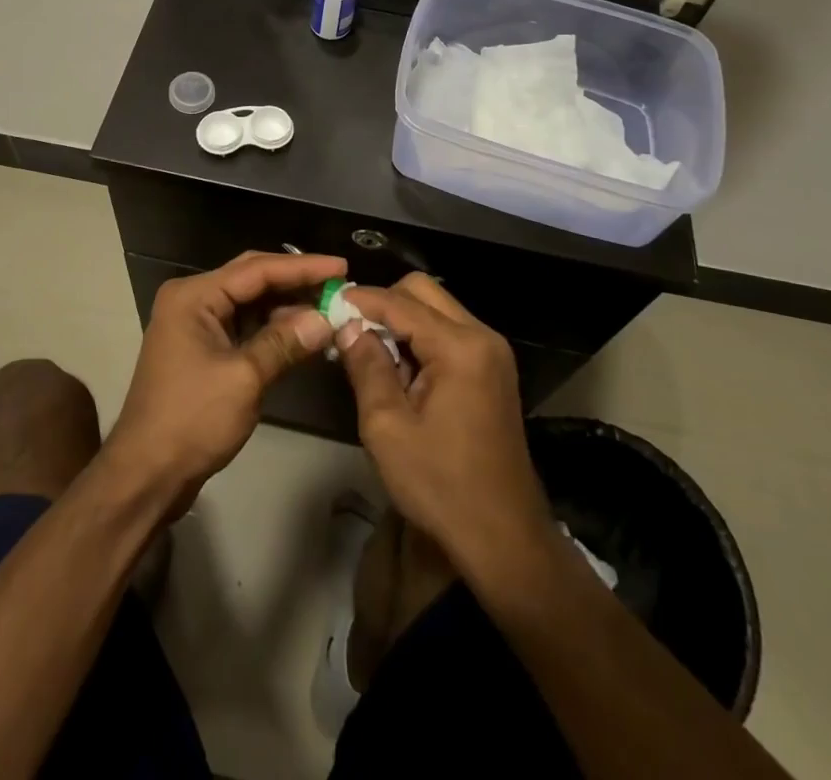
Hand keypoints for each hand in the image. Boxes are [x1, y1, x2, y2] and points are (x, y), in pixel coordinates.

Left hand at [106, 251, 342, 509]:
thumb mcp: (244, 378)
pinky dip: (273, 328)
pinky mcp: (203, 349)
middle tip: (339, 282)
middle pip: (252, 279)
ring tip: (329, 306)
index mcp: (194, 296)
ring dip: (287, 306)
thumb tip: (326, 319)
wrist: (146, 474)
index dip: (302, 267)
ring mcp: (196, 325)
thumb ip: (285, 342)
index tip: (341, 266)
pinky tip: (304, 332)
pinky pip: (244, 326)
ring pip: (250, 303)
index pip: (256, 269)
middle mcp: (193, 300)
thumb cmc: (191, 420)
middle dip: (295, 281)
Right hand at [334, 274, 551, 569]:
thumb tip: (347, 326)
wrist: (504, 539)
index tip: (327, 304)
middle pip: (423, 292)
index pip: (400, 302)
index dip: (360, 300)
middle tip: (351, 332)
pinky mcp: (493, 371)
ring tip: (372, 356)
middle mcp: (482, 337)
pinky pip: (450, 333)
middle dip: (384, 304)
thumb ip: (366, 366)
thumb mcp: (387, 427)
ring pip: (437, 309)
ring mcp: (492, 353)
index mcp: (460, 347)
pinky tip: (400, 372)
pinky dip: (421, 339)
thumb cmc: (441, 485)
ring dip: (402, 322)